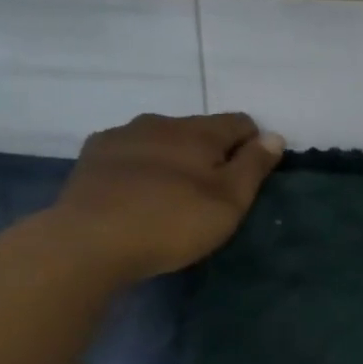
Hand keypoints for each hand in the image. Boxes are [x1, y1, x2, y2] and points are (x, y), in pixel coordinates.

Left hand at [43, 113, 283, 282]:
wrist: (89, 241)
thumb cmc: (171, 222)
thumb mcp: (229, 201)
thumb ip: (254, 165)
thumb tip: (273, 135)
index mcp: (199, 131)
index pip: (240, 122)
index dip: (252, 146)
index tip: (247, 180)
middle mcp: (161, 122)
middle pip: (199, 130)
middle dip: (210, 154)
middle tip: (209, 195)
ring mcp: (122, 135)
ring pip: (161, 139)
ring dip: (173, 158)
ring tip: (169, 196)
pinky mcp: (92, 156)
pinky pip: (129, 153)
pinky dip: (140, 166)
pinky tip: (135, 194)